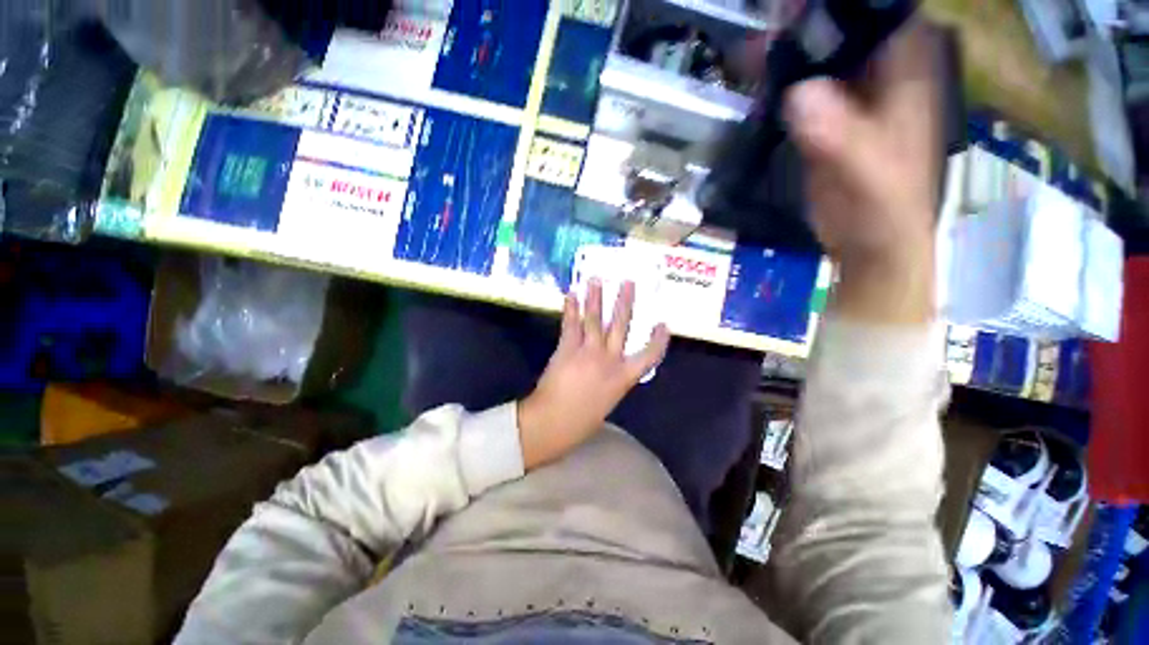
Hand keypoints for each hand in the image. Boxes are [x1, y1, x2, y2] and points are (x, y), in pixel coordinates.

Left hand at [518, 280, 669, 469]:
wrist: (553, 423)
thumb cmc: (581, 421)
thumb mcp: (607, 402)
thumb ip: (611, 380)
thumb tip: (610, 366)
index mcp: (623, 378)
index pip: (649, 356)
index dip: (658, 340)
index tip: (663, 325)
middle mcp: (609, 360)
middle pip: (620, 326)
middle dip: (625, 302)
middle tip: (627, 282)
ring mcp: (588, 351)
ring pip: (594, 319)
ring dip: (595, 297)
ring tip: (595, 279)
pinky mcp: (567, 348)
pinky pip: (571, 324)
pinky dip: (571, 308)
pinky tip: (571, 295)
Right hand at [782, 22, 941, 323]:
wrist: (867, 242)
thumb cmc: (883, 208)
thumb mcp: (868, 173)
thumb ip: (840, 136)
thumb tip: (798, 95)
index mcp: (905, 69)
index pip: (883, 8)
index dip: (844, 1)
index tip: (800, 2)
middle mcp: (879, 69)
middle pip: (846, 20)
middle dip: (808, 13)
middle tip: (770, 14)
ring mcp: (848, 93)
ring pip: (818, 48)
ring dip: (786, 40)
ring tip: (753, 41)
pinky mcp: (823, 117)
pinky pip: (798, 82)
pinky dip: (776, 74)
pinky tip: (752, 71)